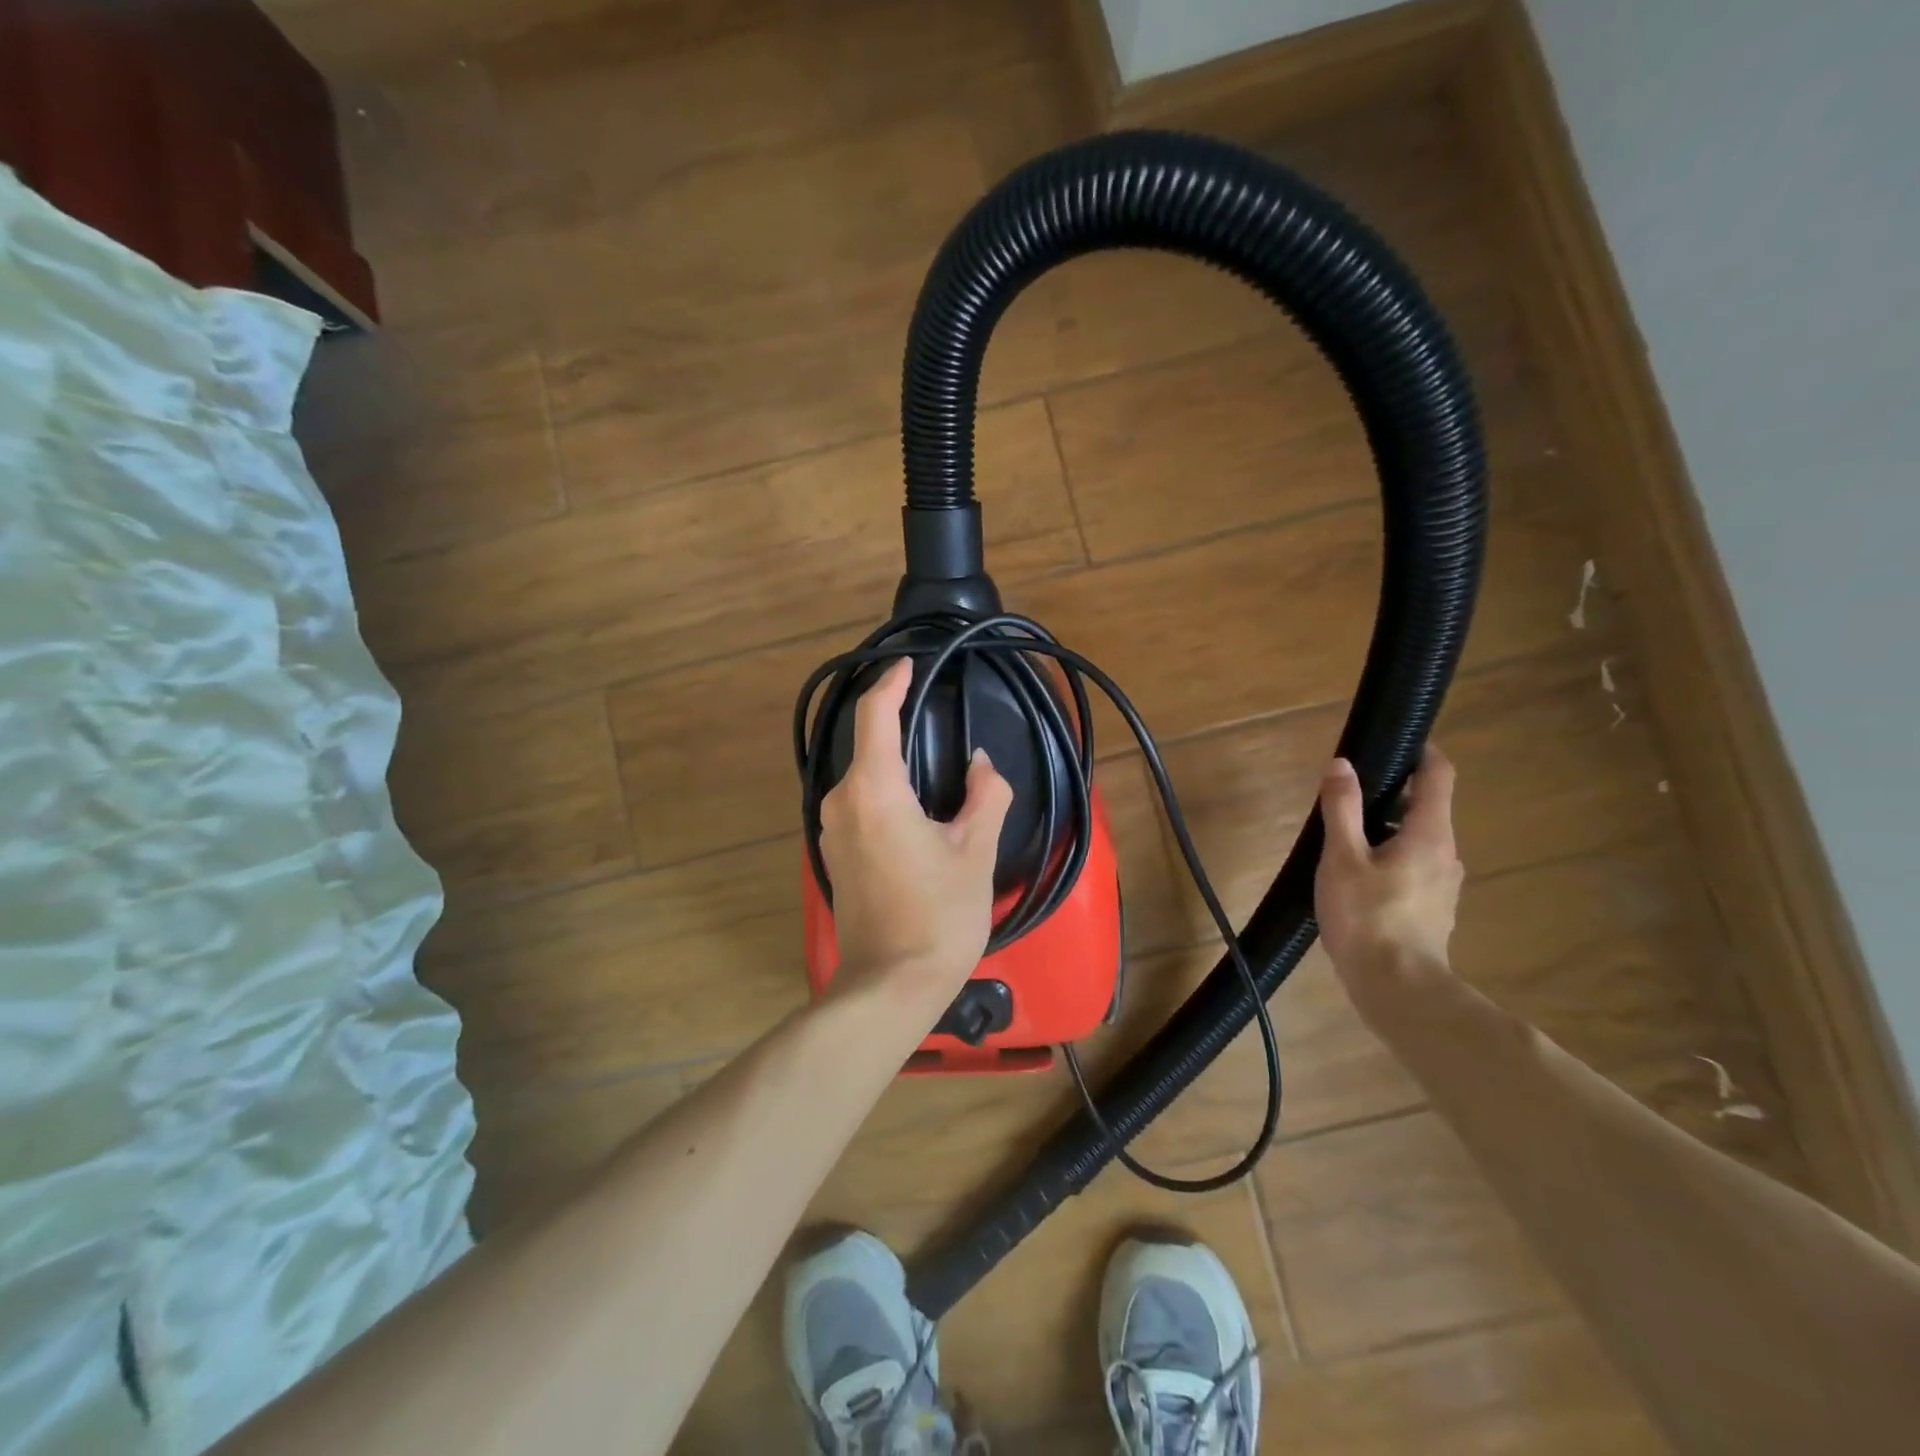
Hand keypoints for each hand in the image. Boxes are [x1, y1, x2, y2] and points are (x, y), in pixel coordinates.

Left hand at [818, 658, 1014, 1006]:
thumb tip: (980, 765)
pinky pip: (857, 803)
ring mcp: (830, 831)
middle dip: (893, 721)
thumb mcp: (974, 852)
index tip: (910, 666)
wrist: (889, 986)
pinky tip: (911, 802)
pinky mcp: (834, 855)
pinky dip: (881, 788)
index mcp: (874, 791)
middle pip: (863, 744)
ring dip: (888, 759)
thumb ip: (984, 796)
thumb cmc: (937, 916)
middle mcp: (841, 802)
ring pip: (859, 776)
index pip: (875, 715)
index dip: (893, 684)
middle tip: (929, 709)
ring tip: (926, 756)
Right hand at [1314, 747, 1464, 1011]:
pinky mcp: (1433, 908)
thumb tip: (1342, 764)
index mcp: (1429, 834)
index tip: (1394, 741)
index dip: (1421, 751)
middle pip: (1426, 807)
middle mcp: (1446, 853)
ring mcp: (1443, 883)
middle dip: (1391, 793)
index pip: (1439, 775)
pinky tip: (1356, 876)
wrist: (1397, 988)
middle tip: (1347, 795)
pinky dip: (1389, 856)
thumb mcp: (1342, 857)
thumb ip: (1342, 808)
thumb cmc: (1367, 917)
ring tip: (1343, 837)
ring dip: (1387, 828)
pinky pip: (1413, 866)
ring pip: (1418, 839)